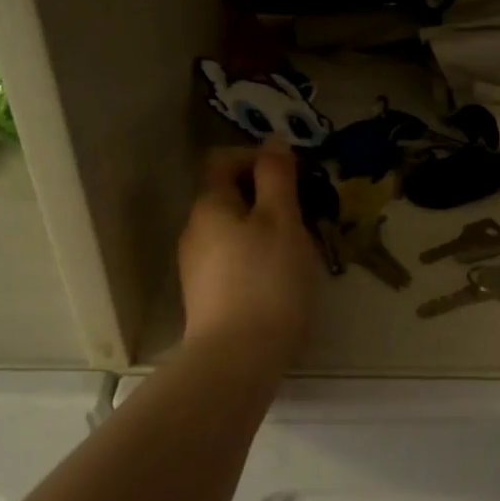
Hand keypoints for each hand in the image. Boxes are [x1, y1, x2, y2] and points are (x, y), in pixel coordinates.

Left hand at [179, 144, 318, 355]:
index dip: (258, 158)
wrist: (238, 358)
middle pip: (229, 196)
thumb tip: (273, 142)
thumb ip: (277, 177)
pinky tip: (281, 280)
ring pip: (234, 230)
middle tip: (305, 214)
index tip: (294, 176)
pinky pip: (233, 260)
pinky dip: (257, 257)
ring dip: (265, 228)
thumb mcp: (281, 219)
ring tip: (299, 249)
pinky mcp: (206, 296)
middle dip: (267, 196)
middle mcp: (195, 230)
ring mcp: (196, 266)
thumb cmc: (267, 280)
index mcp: (210, 205)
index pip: (224, 161)